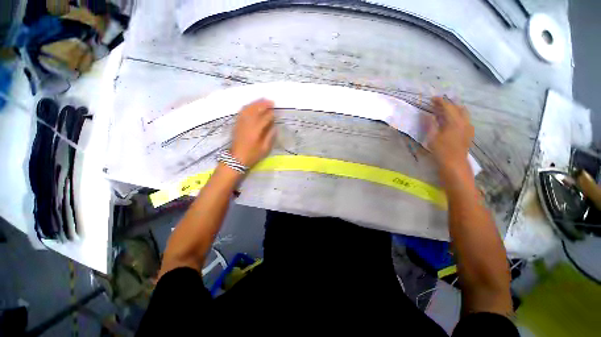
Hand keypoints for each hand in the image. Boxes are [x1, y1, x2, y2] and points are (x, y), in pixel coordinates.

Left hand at [230, 99, 274, 166]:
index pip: (265, 118)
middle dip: (264, 104)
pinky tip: (252, 105)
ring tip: (263, 100)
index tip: (276, 112)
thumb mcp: (265, 148)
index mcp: (256, 131)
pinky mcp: (237, 123)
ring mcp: (241, 123)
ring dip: (256, 103)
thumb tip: (274, 126)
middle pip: (256, 110)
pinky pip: (242, 111)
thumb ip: (270, 136)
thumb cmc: (252, 155)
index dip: (271, 114)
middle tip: (271, 102)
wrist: (236, 158)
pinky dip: (248, 106)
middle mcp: (248, 124)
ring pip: (248, 109)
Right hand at [427, 97, 473, 171]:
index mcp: (455, 121)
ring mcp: (468, 127)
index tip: (433, 98)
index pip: (448, 107)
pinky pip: (464, 119)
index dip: (440, 101)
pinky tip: (450, 121)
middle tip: (438, 104)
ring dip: (454, 110)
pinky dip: (457, 116)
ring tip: (444, 111)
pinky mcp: (469, 133)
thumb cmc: (441, 150)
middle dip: (448, 104)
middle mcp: (464, 122)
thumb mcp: (433, 137)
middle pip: (458, 108)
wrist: (454, 163)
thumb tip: (427, 115)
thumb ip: (431, 124)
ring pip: (463, 113)